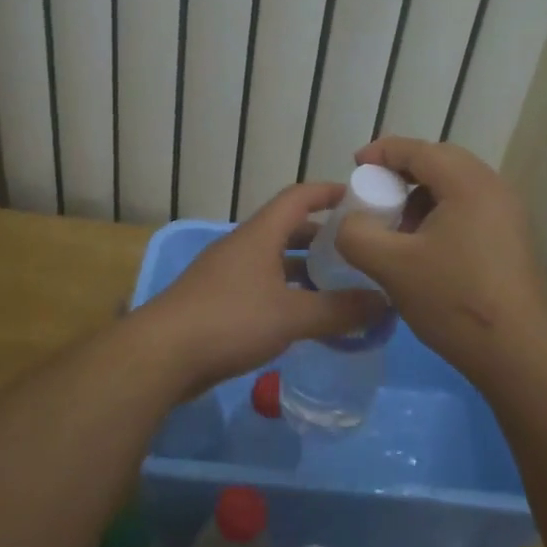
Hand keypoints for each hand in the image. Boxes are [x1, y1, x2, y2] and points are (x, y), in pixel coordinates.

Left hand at [143, 183, 385, 392]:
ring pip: (274, 261)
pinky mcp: (217, 301)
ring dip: (304, 268)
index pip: (298, 197)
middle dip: (322, 236)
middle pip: (287, 229)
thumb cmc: (230, 321)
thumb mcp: (291, 316)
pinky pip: (261, 286)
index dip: (328, 192)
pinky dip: (286, 292)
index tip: (360, 197)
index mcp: (259, 235)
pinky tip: (303, 317)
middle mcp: (242, 246)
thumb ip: (339, 309)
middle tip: (357, 249)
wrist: (162, 355)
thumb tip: (384, 301)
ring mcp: (227, 273)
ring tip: (338, 285)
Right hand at [336, 137, 546, 377]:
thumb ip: (357, 234)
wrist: (516, 352)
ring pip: (456, 186)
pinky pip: (470, 208)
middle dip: (402, 172)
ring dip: (422, 195)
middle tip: (375, 192)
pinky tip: (425, 247)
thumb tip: (351, 222)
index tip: (355, 165)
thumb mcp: (390, 265)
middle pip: (441, 161)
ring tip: (398, 226)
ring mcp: (509, 214)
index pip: (419, 150)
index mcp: (468, 184)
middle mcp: (494, 188)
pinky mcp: (512, 238)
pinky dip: (442, 213)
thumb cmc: (453, 299)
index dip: (382, 152)